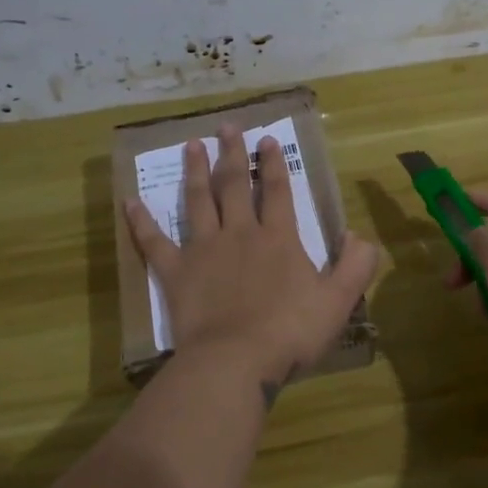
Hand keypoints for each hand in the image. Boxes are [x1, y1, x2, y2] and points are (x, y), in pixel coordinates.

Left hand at [126, 125, 379, 387]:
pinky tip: (130, 202)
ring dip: (195, 171)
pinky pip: (155, 242)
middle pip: (235, 185)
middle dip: (232, 154)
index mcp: (278, 239)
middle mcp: (240, 233)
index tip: (267, 139)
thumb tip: (357, 234)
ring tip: (191, 144)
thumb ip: (355, 265)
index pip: (278, 191)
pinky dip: (142, 222)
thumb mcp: (339, 301)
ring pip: (198, 201)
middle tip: (227, 127)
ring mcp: (204, 250)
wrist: (236, 360)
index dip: (274, 163)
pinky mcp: (175, 272)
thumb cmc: (290, 332)